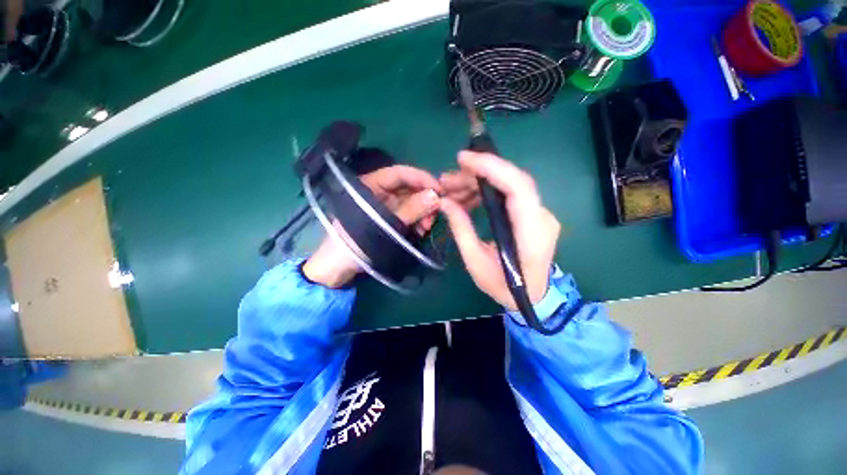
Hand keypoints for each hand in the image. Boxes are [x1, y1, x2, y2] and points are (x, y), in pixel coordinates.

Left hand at [303, 165, 443, 287]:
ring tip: (427, 227)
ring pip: (411, 202)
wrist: (340, 268)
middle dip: (425, 199)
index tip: (440, 190)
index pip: (400, 173)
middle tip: (436, 214)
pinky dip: (418, 221)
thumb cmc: (354, 244)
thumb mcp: (383, 225)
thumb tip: (436, 196)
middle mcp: (379, 192)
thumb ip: (410, 210)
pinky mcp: (391, 219)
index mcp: (370, 185)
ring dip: (423, 212)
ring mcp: (386, 206)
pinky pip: (409, 215)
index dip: (421, 178)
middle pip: (408, 188)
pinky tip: (422, 231)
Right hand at [439, 151, 559, 309]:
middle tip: (447, 179)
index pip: (518, 187)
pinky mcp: (533, 215)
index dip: (491, 167)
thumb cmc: (504, 287)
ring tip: (451, 189)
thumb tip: (445, 202)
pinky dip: (486, 192)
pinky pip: (509, 195)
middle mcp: (542, 217)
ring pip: (509, 185)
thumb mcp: (476, 263)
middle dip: (477, 174)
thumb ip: (461, 229)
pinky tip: (467, 198)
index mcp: (531, 233)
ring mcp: (540, 214)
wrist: (534, 297)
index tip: (463, 159)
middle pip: (512, 181)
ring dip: (479, 183)